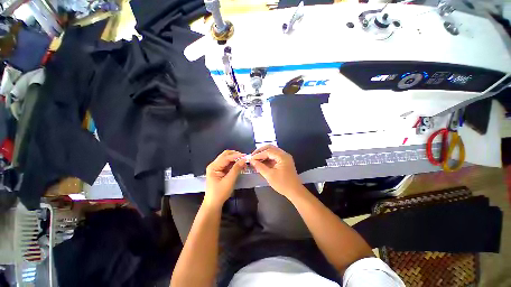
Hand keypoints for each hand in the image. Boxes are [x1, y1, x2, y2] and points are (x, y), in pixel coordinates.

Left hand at [204, 150, 246, 208]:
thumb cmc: (220, 193)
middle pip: (225, 155)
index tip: (246, 156)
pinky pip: (228, 164)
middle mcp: (214, 165)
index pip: (226, 157)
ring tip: (244, 162)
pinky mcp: (220, 171)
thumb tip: (243, 160)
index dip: (236, 156)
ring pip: (227, 159)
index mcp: (214, 166)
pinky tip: (240, 166)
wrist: (213, 204)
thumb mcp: (229, 181)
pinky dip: (234, 164)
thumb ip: (236, 169)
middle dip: (236, 155)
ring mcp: (217, 167)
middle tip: (245, 158)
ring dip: (236, 159)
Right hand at [249, 145, 302, 198]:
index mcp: (282, 156)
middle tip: (252, 156)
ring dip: (263, 154)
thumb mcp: (269, 175)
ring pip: (272, 151)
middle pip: (270, 148)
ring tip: (255, 160)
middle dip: (260, 151)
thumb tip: (252, 161)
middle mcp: (284, 154)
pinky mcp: (283, 162)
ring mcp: (284, 158)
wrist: (295, 191)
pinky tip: (261, 162)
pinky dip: (267, 158)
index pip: (268, 151)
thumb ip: (260, 167)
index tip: (250, 159)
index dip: (258, 154)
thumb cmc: (283, 184)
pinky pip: (274, 156)